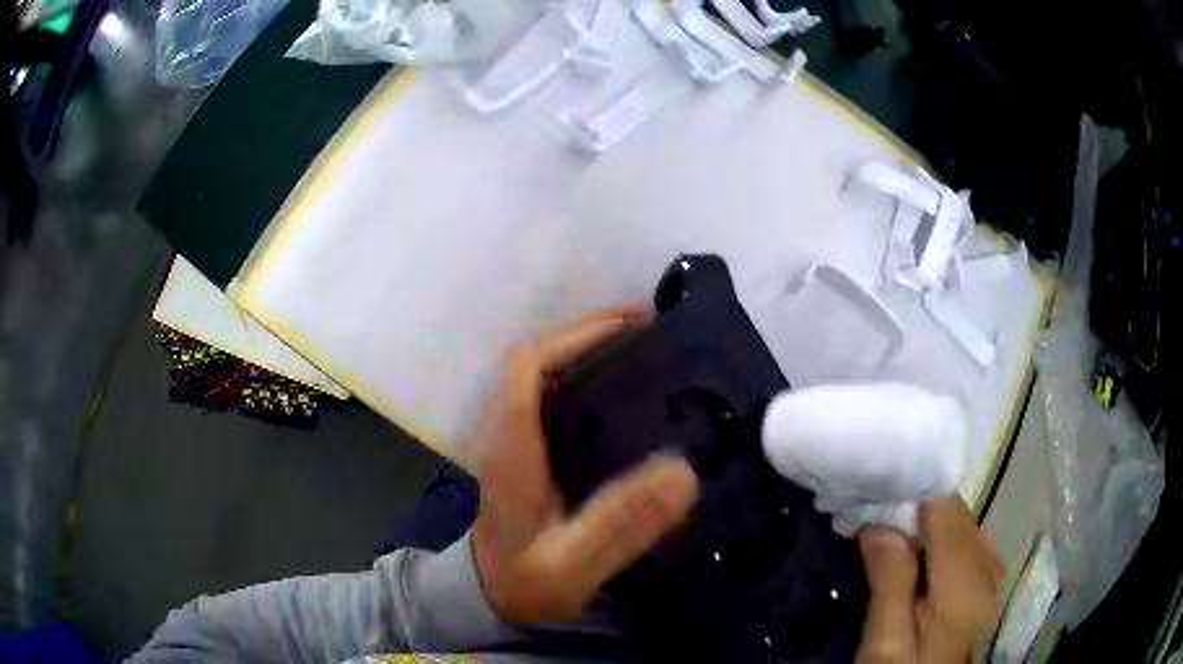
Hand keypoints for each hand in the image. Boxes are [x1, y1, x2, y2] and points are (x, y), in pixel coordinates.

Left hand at [471, 309, 700, 623]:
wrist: (481, 599)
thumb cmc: (519, 583)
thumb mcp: (570, 565)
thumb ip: (620, 524)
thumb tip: (683, 471)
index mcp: (511, 447)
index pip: (529, 364)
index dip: (576, 335)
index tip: (631, 326)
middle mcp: (505, 432)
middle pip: (538, 360)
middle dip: (590, 337)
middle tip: (651, 337)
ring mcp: (510, 442)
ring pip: (542, 378)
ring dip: (586, 357)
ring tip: (644, 360)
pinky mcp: (522, 457)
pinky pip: (549, 402)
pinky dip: (583, 386)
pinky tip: (621, 405)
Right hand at [857, 496, 1002, 662]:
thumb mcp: (882, 645)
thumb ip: (889, 586)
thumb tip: (880, 526)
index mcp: (965, 588)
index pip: (946, 513)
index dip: (912, 497)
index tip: (874, 503)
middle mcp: (989, 571)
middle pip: (958, 514)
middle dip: (918, 510)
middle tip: (875, 525)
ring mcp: (992, 575)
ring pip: (962, 523)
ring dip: (928, 524)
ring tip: (892, 539)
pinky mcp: (986, 580)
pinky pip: (965, 539)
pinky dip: (940, 537)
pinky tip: (917, 556)